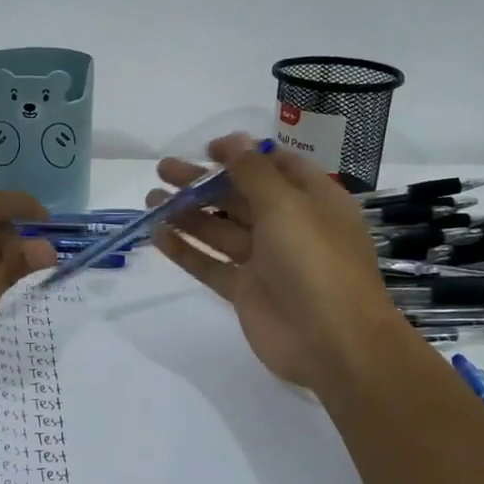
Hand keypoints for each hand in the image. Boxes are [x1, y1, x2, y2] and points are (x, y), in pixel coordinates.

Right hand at [148, 135, 418, 396]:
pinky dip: (186, 251)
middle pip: (240, 197)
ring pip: (221, 231)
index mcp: (312, 200)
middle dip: (203, 183)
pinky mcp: (247, 292)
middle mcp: (290, 227)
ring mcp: (267, 262)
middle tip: (163, 171)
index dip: (242, 155)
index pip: (276, 167)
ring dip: (187, 214)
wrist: (333, 343)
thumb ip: (254, 172)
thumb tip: (233, 141)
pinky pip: (212, 265)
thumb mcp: (287, 205)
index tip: (207, 150)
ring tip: (150, 201)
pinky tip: (158, 235)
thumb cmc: (316, 262)